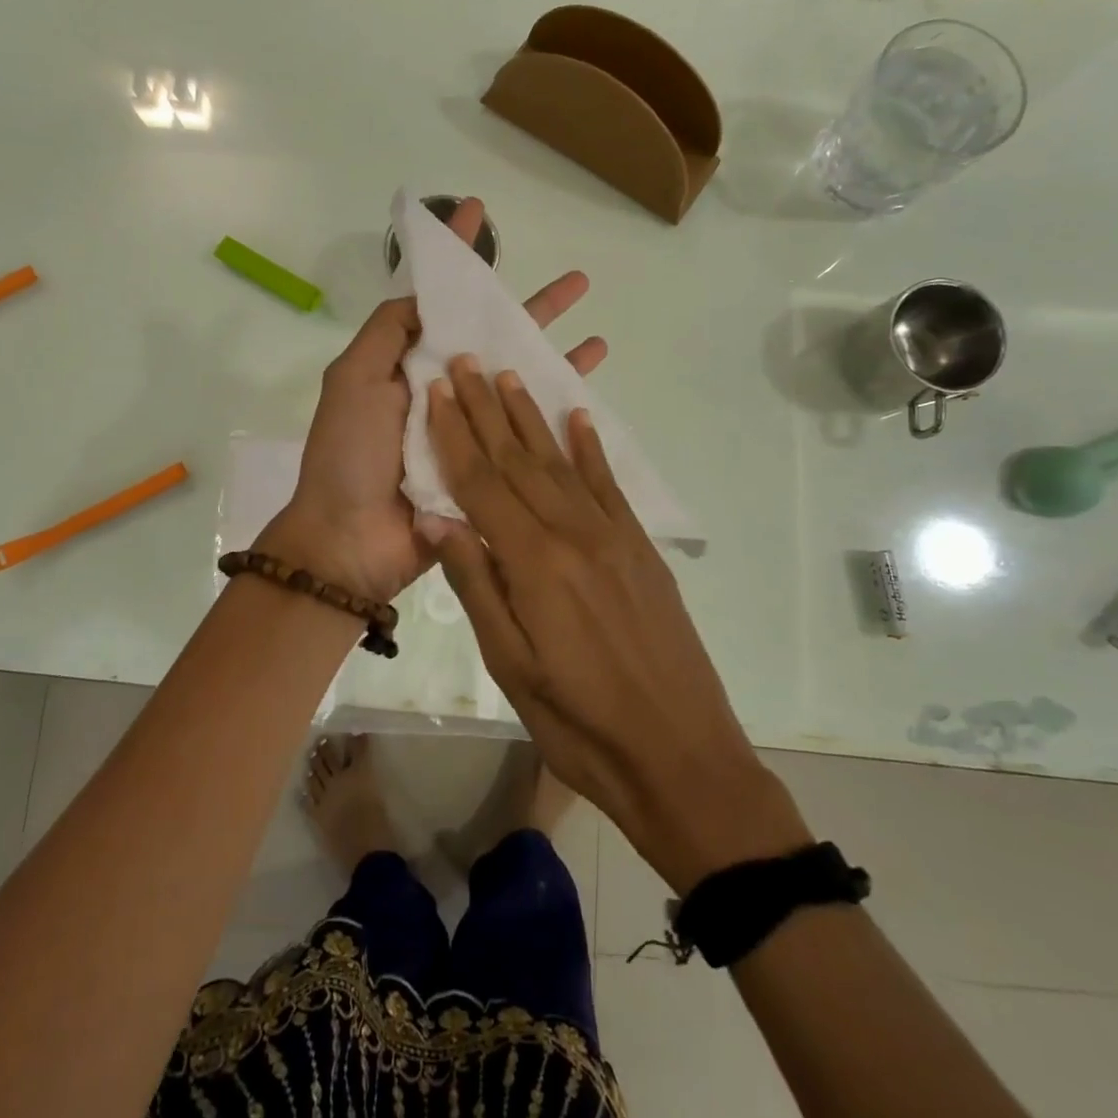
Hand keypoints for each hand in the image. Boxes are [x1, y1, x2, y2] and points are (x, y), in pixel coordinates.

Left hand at [265, 200, 606, 604]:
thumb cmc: (349, 454)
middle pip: (492, 335)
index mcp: (408, 364)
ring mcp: (470, 425)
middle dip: (529, 305)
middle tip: (578, 281)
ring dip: (555, 348)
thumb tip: (424, 293)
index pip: (440, 300)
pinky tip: (590, 382)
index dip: (459, 258)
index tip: (476, 210)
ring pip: (519, 375)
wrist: (353, 541)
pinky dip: (559, 402)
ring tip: (595, 321)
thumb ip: (387, 332)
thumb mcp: (353, 379)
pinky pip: (530, 425)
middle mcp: (443, 388)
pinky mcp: (492, 463)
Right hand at [426, 356, 811, 892]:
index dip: (455, 434)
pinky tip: (580, 418)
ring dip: (532, 417)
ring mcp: (614, 537)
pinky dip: (591, 448)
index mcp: (534, 563)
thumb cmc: (580, 724)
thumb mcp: (510, 666)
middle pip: (519, 460)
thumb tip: (436, 518)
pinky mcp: (641, 549)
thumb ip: (475, 583)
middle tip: (466, 361)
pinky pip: (610, 486)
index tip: (436, 389)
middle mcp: (574, 534)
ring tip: (510, 375)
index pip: (482, 483)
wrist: (681, 756)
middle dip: (487, 408)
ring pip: (562, 463)